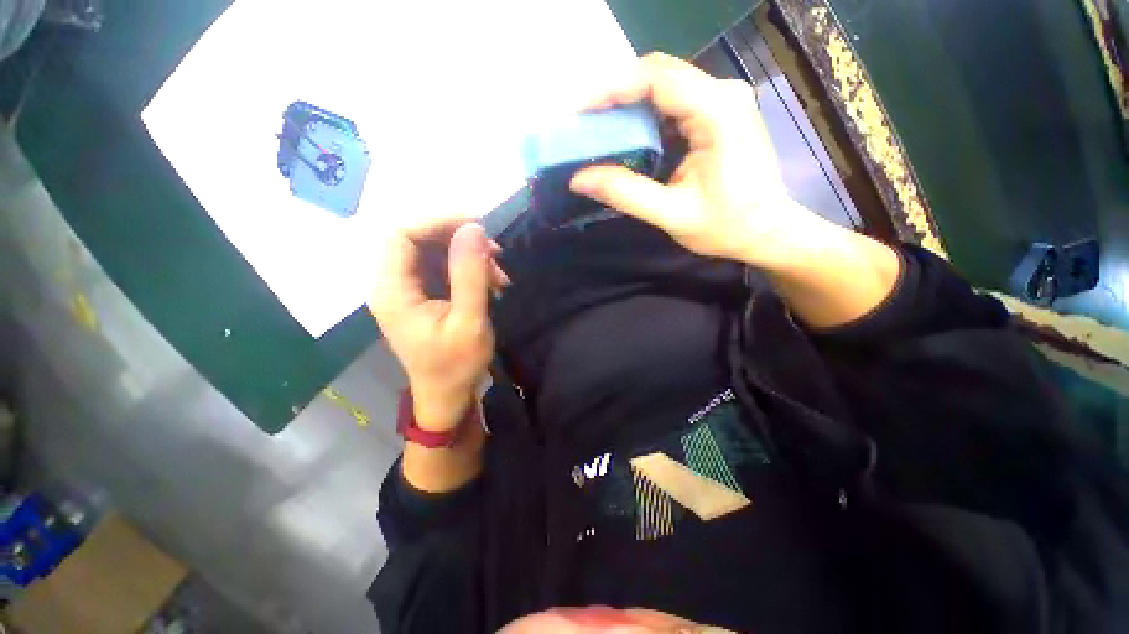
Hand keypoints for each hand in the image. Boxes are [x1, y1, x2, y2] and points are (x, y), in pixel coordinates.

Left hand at [368, 215, 505, 431]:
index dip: (437, 221)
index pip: (401, 234)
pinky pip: (443, 269)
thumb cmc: (456, 365)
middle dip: (459, 240)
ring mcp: (408, 290)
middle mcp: (393, 284)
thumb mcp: (469, 320)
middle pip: (418, 239)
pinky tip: (491, 283)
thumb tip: (473, 229)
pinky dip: (468, 270)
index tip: (477, 227)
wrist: (447, 395)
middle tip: (495, 253)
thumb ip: (469, 273)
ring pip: (434, 253)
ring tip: (498, 276)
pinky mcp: (423, 296)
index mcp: (392, 290)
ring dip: (469, 257)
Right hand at [569, 53, 818, 269]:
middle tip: (585, 123)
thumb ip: (626, 194)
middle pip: (659, 74)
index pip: (656, 78)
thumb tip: (578, 179)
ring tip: (599, 129)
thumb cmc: (726, 226)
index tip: (579, 112)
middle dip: (616, 94)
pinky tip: (629, 135)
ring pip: (665, 85)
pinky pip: (675, 101)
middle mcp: (723, 93)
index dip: (612, 89)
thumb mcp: (672, 215)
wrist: (768, 231)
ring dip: (629, 103)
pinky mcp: (720, 113)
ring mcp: (724, 100)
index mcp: (717, 112)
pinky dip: (646, 114)